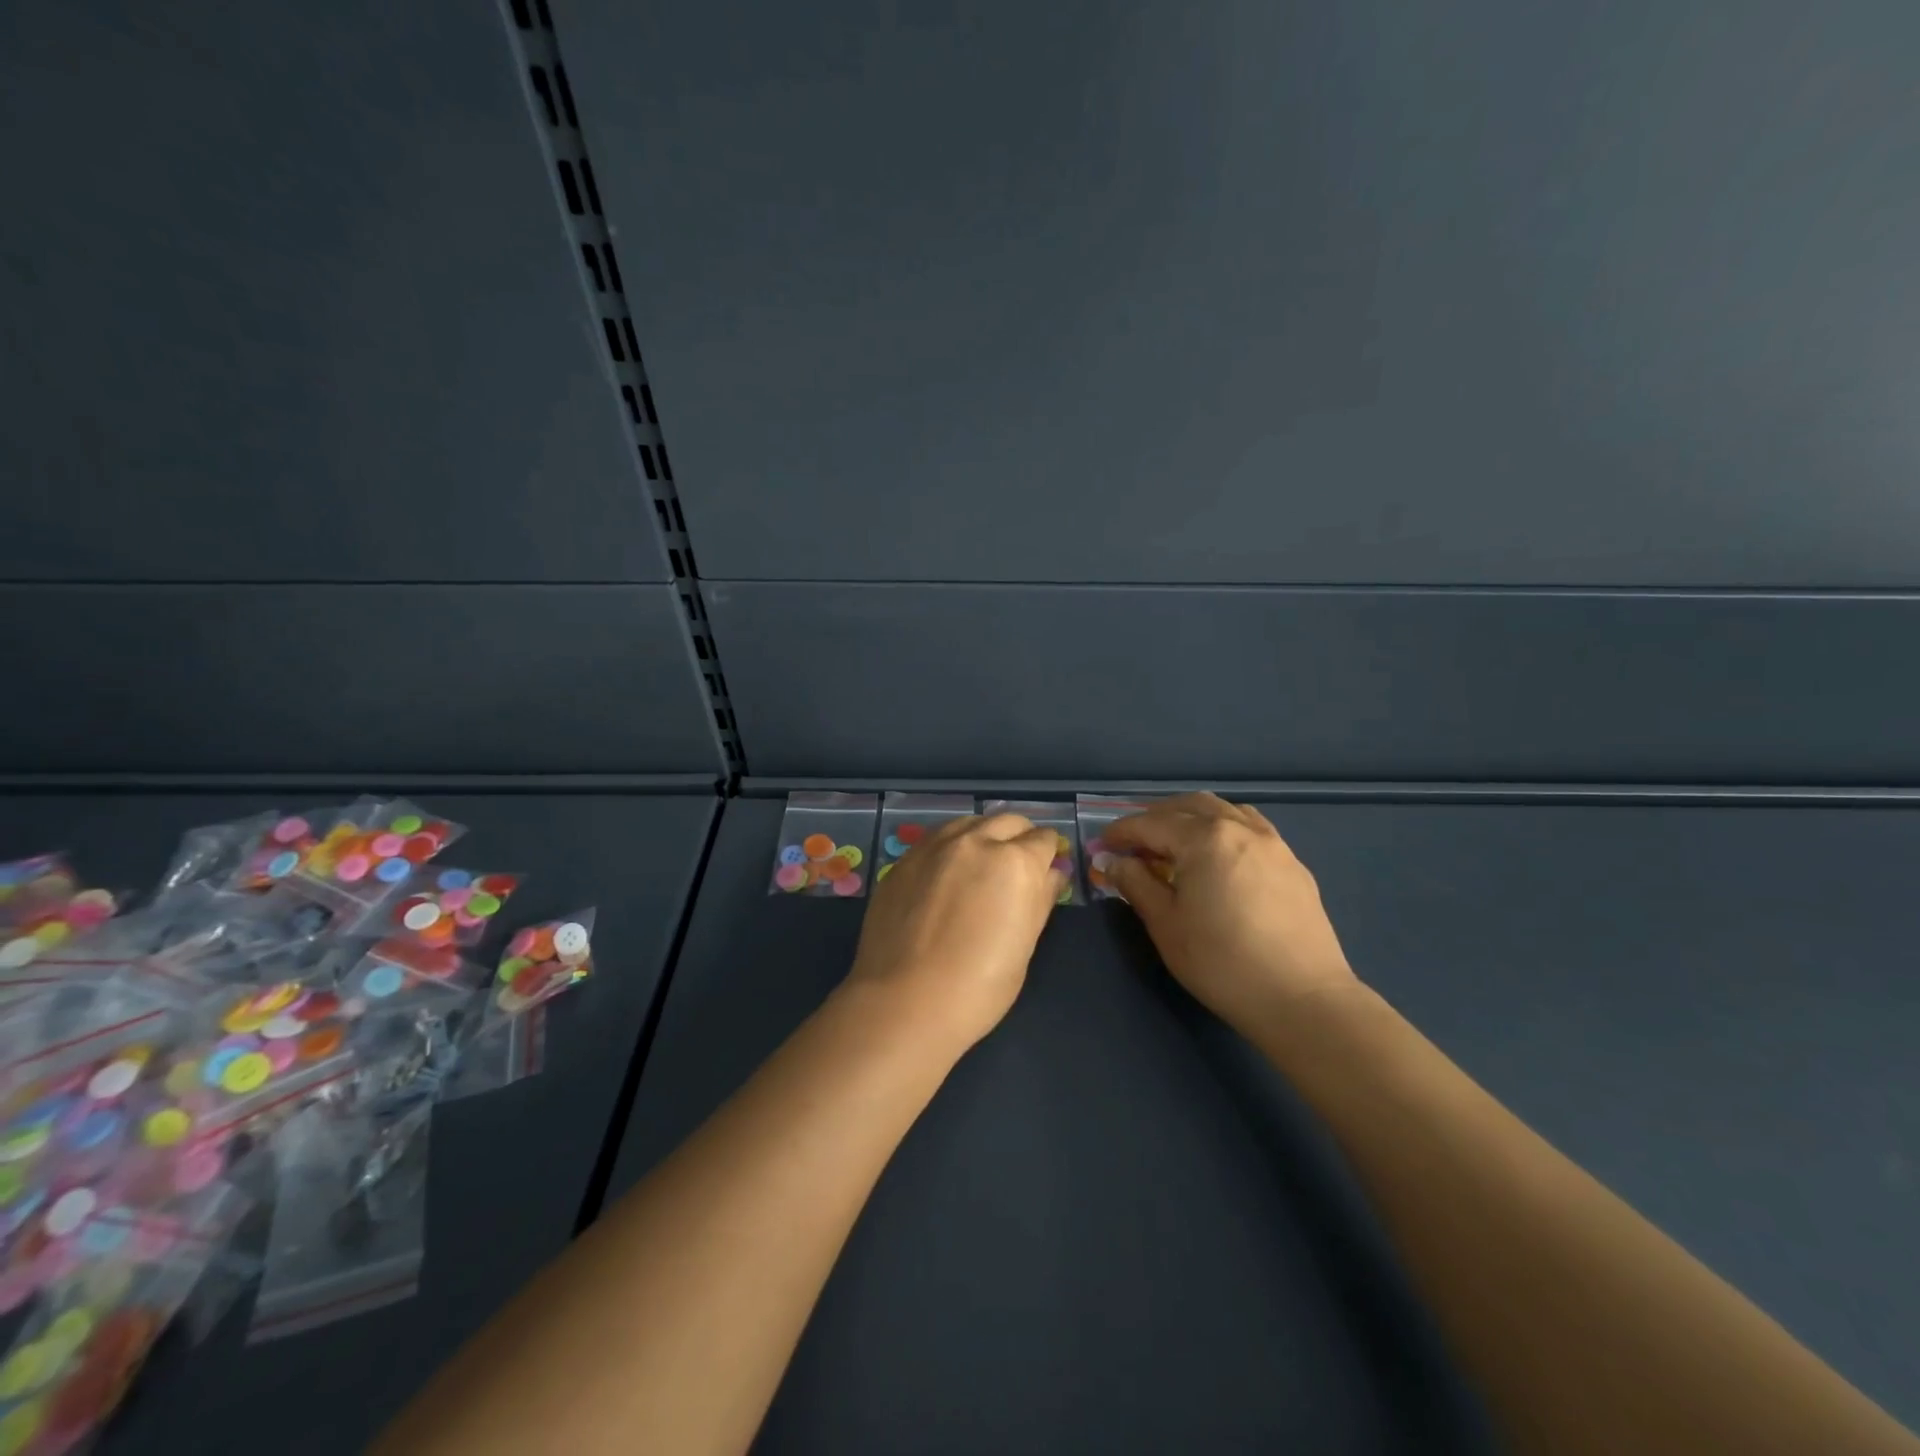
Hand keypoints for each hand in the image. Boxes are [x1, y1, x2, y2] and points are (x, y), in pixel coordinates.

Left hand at [841, 813, 1066, 1054]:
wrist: (904, 1001)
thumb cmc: (979, 986)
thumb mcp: (1025, 945)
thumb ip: (1040, 899)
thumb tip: (1051, 874)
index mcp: (1016, 862)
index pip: (1044, 840)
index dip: (1050, 853)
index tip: (1047, 867)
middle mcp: (977, 841)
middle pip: (1008, 822)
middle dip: (1020, 837)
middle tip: (1017, 865)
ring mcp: (936, 846)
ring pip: (971, 822)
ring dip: (984, 835)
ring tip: (981, 864)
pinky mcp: (905, 858)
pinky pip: (937, 838)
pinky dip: (952, 846)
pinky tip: (947, 872)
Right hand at [1104, 794, 1357, 1032]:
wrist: (1301, 999)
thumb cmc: (1222, 962)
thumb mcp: (1165, 924)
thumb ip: (1136, 884)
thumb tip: (1115, 862)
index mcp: (1205, 838)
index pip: (1151, 823)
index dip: (1121, 832)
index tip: (1102, 845)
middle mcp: (1239, 828)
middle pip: (1189, 806)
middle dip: (1156, 817)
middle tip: (1134, 842)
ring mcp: (1272, 843)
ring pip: (1224, 811)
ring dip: (1192, 817)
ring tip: (1175, 843)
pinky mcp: (1292, 864)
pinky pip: (1250, 828)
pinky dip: (1223, 829)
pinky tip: (1218, 856)